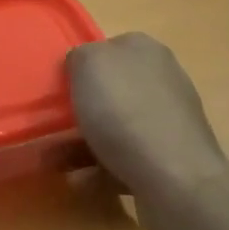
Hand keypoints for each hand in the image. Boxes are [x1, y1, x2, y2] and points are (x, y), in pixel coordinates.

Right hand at [66, 34, 228, 201]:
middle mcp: (163, 80)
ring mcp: (169, 121)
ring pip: (116, 127)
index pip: (107, 48)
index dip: (81, 67)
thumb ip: (80, 56)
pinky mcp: (170, 159)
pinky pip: (125, 158)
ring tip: (55, 161)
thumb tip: (83, 66)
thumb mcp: (88, 65)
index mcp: (145, 50)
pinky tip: (80, 181)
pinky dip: (100, 169)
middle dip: (81, 109)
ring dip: (83, 143)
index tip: (60, 89)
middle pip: (112, 90)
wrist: (175, 179)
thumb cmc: (125, 113)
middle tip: (53, 126)